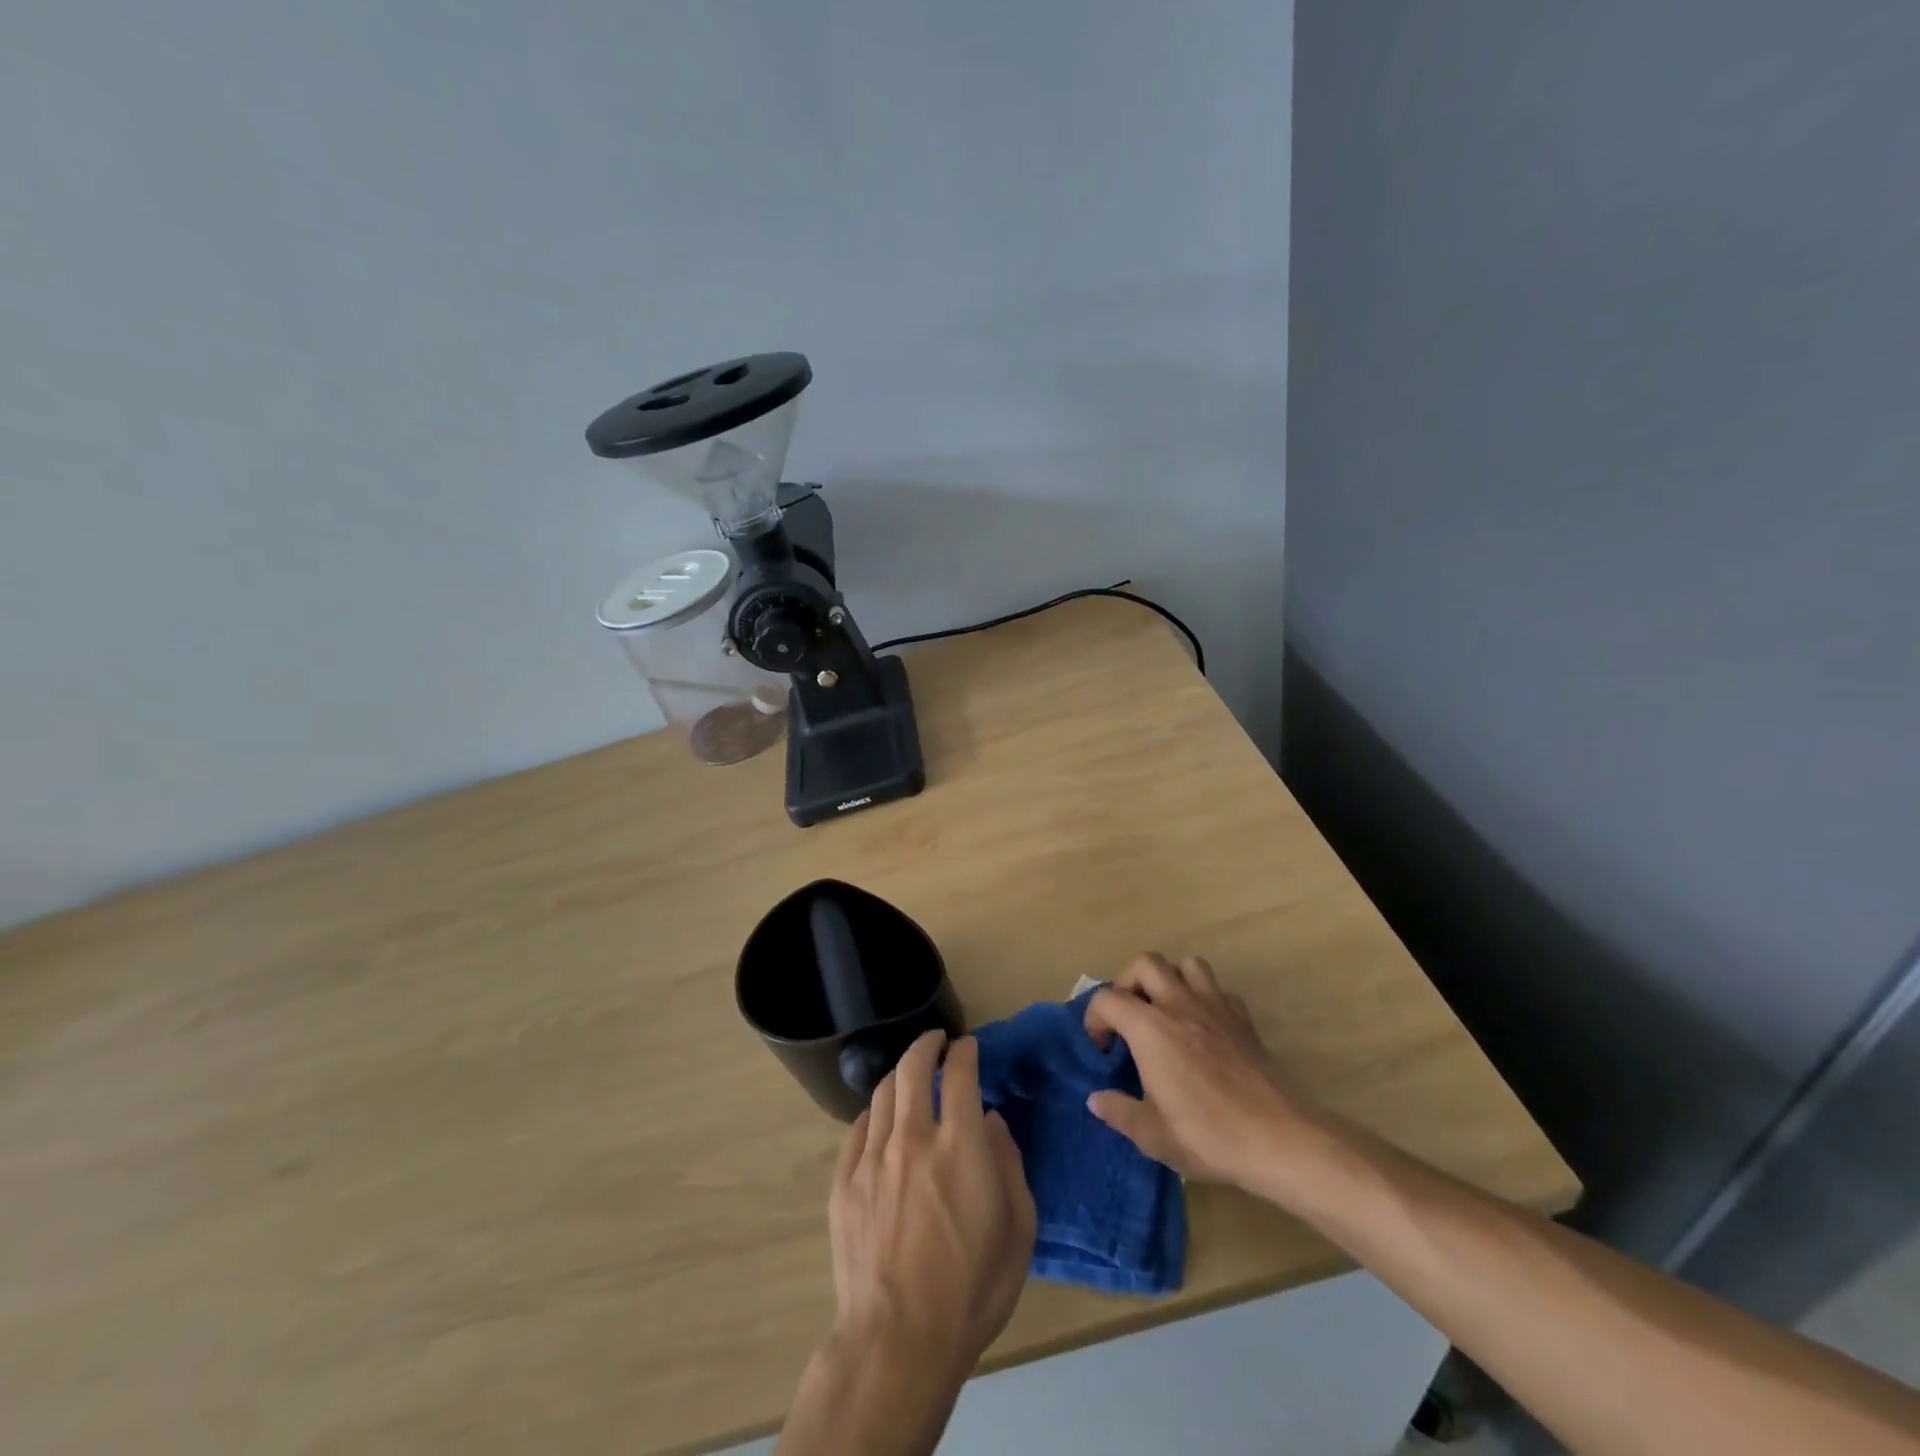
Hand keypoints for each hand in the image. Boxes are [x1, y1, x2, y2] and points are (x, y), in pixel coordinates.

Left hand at [828, 1030, 1036, 1381]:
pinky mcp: (845, 1182)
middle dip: (926, 1044)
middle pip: (912, 1067)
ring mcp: (873, 1158)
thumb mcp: (1018, 1232)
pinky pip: (858, 1128)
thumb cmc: (971, 1291)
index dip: (965, 1051)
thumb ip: (1009, 1166)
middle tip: (936, 1040)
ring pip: (883, 1092)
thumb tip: (991, 1122)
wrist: (899, 1343)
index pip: (960, 1073)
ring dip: (900, 1073)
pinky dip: (875, 1112)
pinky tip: (881, 1117)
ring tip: (909, 1073)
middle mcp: (913, 1137)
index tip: (968, 1046)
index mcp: (959, 1146)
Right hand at [1083, 954, 1315, 1192]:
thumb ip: (1119, 1111)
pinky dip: (1205, 998)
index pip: (1107, 999)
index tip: (1101, 1049)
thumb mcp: (1153, 1134)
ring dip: (1171, 979)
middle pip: (1145, 963)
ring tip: (1166, 1010)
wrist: (1279, 1140)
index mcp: (1149, 1028)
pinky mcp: (1243, 1020)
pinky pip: (1219, 990)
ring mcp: (1215, 1007)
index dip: (1094, 1019)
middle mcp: (1179, 1005)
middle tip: (1129, 1015)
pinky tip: (1205, 1027)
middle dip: (1128, 981)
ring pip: (1187, 964)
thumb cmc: (1208, 1135)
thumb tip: (1096, 1099)